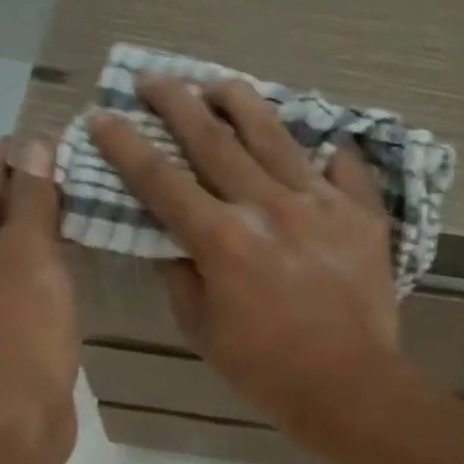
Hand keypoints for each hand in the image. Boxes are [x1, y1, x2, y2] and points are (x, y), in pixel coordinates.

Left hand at [0, 138, 76, 452]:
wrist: (15, 420)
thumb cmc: (16, 326)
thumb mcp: (29, 251)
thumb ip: (31, 198)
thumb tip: (32, 147)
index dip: (9, 169)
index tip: (32, 141)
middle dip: (20, 214)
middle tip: (58, 183)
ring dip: (24, 254)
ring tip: (63, 228)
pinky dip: (23, 291)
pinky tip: (52, 281)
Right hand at [89, 75, 402, 437]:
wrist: (348, 385)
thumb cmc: (266, 368)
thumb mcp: (203, 332)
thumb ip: (182, 279)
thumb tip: (174, 243)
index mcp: (221, 239)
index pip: (161, 180)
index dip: (126, 145)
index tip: (103, 115)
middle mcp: (267, 207)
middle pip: (213, 141)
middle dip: (177, 103)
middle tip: (155, 77)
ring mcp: (319, 204)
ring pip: (275, 137)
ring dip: (242, 104)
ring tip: (221, 82)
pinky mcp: (360, 215)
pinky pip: (343, 169)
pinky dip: (328, 154)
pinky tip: (320, 143)